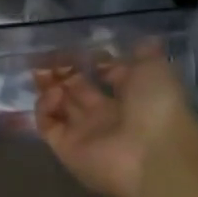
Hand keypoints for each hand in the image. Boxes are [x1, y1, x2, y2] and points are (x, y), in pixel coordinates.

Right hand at [34, 42, 194, 196]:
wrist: (154, 156)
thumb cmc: (157, 106)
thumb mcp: (155, 68)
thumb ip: (144, 53)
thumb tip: (140, 40)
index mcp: (130, 98)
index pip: (104, 76)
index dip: (90, 62)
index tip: (77, 47)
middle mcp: (107, 116)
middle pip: (76, 90)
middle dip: (61, 71)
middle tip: (46, 56)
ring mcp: (85, 133)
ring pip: (59, 105)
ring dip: (48, 86)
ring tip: (41, 70)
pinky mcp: (66, 148)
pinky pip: (47, 124)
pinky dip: (44, 107)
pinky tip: (53, 94)